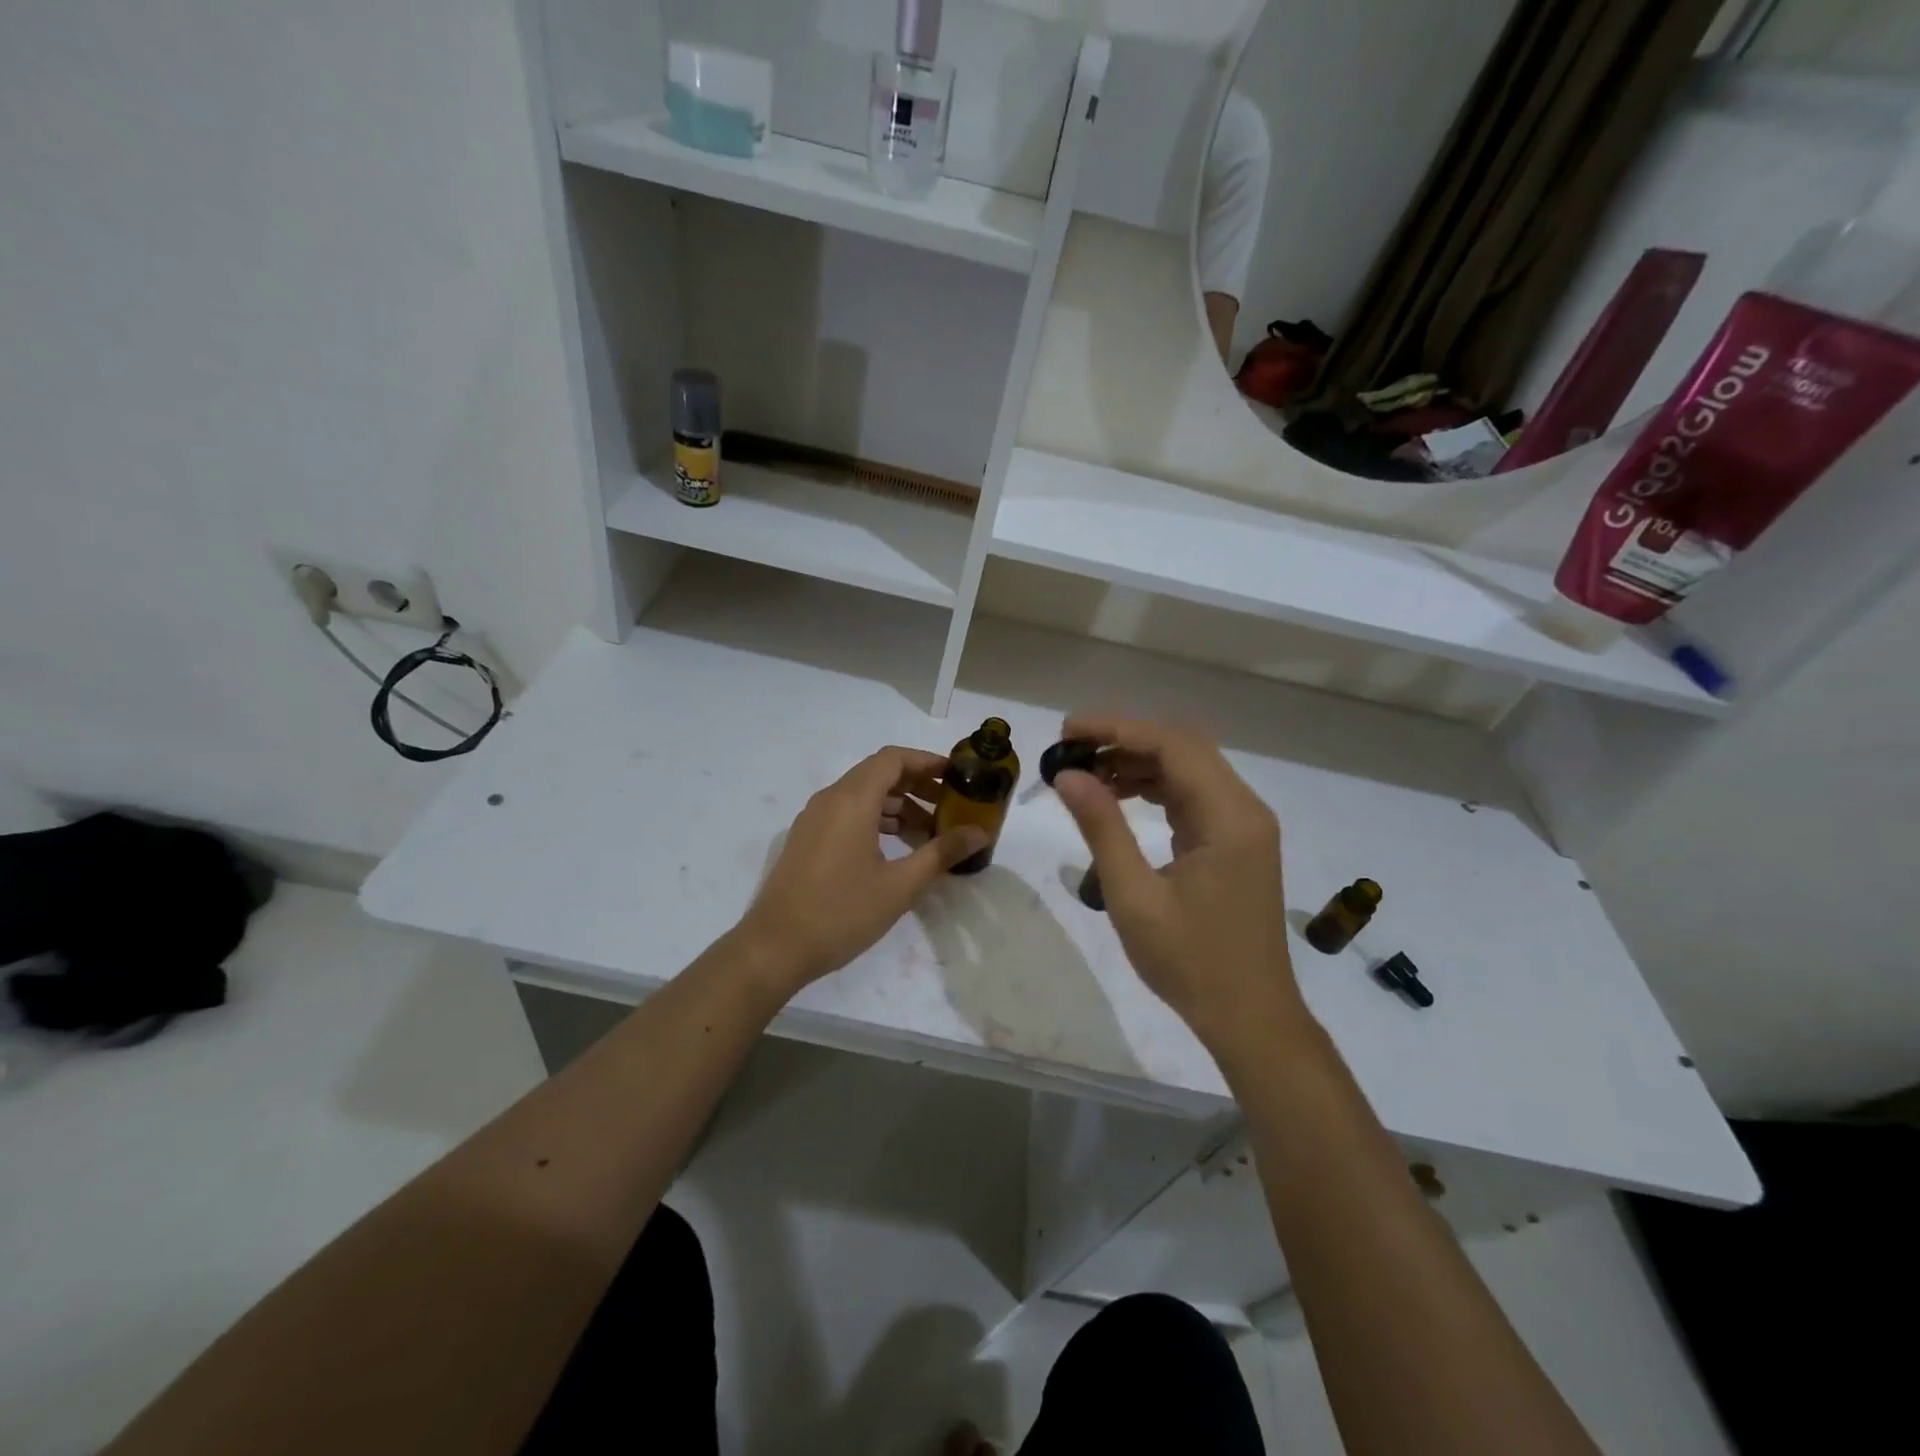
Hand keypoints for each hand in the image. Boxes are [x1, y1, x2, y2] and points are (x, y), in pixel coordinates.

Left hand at [738, 747, 987, 991]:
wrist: (774, 948)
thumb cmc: (841, 912)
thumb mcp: (900, 885)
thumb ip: (941, 853)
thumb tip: (980, 832)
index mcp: (851, 800)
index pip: (893, 759)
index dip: (927, 761)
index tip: (957, 776)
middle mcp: (830, 799)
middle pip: (879, 774)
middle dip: (917, 785)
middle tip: (950, 807)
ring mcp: (814, 819)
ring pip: (862, 795)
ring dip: (897, 805)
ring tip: (929, 833)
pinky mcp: (807, 839)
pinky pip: (847, 814)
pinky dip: (875, 820)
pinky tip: (896, 849)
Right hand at [1051, 715, 1306, 1046]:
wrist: (1250, 1018)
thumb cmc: (1191, 962)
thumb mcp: (1134, 896)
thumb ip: (1102, 828)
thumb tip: (1067, 774)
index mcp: (1229, 817)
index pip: (1172, 744)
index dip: (1117, 729)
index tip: (1068, 731)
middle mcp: (1244, 809)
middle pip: (1184, 747)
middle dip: (1125, 739)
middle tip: (1071, 747)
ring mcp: (1244, 826)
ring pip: (1189, 769)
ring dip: (1138, 762)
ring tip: (1086, 773)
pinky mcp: (1235, 842)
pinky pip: (1193, 795)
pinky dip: (1155, 787)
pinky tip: (1119, 795)